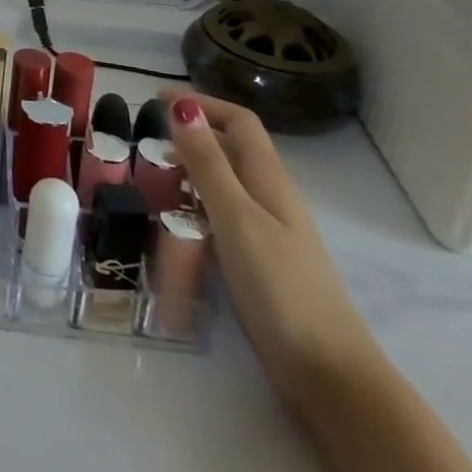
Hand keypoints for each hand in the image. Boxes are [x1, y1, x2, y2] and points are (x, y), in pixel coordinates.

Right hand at [162, 90, 384, 411]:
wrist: (327, 371)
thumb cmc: (280, 287)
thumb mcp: (236, 217)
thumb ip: (208, 164)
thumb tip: (183, 107)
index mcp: (270, 180)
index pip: (240, 122)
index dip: (202, 104)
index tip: (156, 100)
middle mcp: (271, 198)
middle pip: (233, 149)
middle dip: (191, 135)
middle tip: (144, 140)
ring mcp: (268, 232)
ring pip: (226, 183)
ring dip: (190, 169)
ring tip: (150, 176)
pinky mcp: (259, 261)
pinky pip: (222, 214)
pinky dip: (195, 203)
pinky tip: (174, 220)